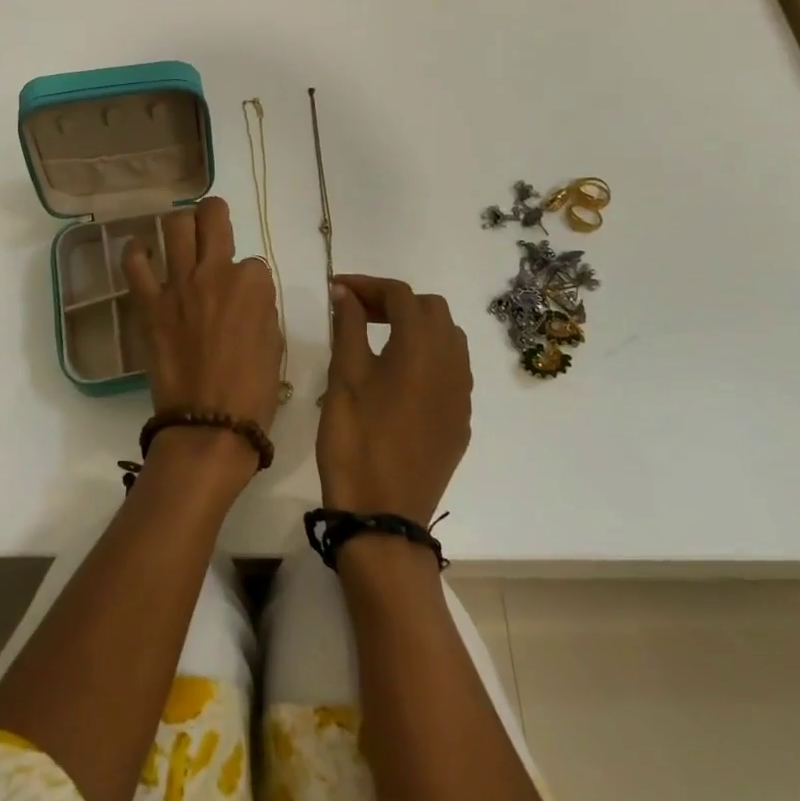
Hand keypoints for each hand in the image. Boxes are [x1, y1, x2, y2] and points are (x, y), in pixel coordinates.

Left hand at [123, 196, 283, 435]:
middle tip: (212, 223)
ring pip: (174, 226)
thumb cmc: (252, 391)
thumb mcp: (275, 344)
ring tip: (180, 235)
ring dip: (180, 224)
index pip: (253, 262)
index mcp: (253, 283)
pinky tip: (140, 250)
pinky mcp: (149, 304)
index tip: (245, 299)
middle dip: (214, 213)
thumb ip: (261, 309)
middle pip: (212, 216)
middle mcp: (215, 272)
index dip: (250, 279)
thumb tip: (247, 299)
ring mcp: (178, 285)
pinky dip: (135, 252)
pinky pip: (135, 265)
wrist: (209, 425)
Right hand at [318, 275, 472, 526]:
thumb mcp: (344, 377)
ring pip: (448, 337)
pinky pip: (453, 369)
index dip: (368, 285)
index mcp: (421, 346)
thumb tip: (346, 292)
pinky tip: (399, 375)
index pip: (400, 295)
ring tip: (379, 339)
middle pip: (431, 309)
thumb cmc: (356, 439)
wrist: (383, 515)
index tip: (338, 289)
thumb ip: (348, 326)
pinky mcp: (461, 419)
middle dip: (395, 302)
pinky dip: (428, 356)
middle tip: (358, 313)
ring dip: (417, 326)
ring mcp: (462, 393)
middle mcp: (452, 362)